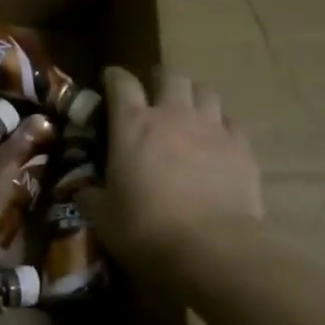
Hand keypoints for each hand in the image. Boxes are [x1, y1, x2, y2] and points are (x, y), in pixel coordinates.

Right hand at [80, 66, 262, 274]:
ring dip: (193, 97)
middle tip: (154, 95)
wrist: (211, 248)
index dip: (114, 77)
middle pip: (171, 76)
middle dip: (160, 80)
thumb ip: (90, 195)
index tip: (109, 80)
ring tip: (188, 113)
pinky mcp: (242, 147)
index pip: (121, 83)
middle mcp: (173, 115)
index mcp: (133, 125)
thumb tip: (82, 189)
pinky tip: (217, 140)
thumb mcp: (103, 216)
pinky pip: (231, 121)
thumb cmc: (146, 230)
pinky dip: (221, 125)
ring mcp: (212, 128)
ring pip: (205, 92)